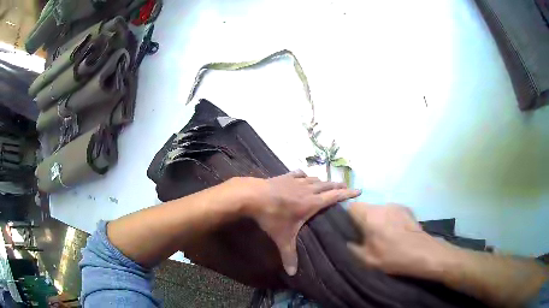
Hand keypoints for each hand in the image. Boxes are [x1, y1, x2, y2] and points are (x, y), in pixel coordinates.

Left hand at [245, 170, 360, 275]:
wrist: (253, 196)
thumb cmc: (272, 217)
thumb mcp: (283, 239)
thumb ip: (289, 256)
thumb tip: (292, 273)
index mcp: (311, 203)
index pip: (335, 197)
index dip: (348, 193)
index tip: (359, 190)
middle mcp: (307, 190)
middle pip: (327, 185)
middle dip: (338, 186)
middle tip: (346, 186)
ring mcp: (295, 181)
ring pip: (314, 179)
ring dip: (323, 181)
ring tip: (328, 184)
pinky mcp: (284, 177)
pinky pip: (298, 174)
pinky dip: (304, 175)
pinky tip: (304, 175)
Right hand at [347, 203, 455, 279]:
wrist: (422, 253)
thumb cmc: (392, 257)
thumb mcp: (366, 259)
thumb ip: (352, 248)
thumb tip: (347, 240)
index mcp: (370, 216)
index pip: (351, 207)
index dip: (348, 218)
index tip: (351, 230)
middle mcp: (382, 206)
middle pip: (366, 208)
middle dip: (363, 220)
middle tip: (367, 237)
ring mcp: (396, 206)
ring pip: (379, 210)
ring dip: (377, 220)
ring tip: (384, 235)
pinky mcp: (407, 209)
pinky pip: (391, 211)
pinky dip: (390, 219)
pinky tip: (396, 232)